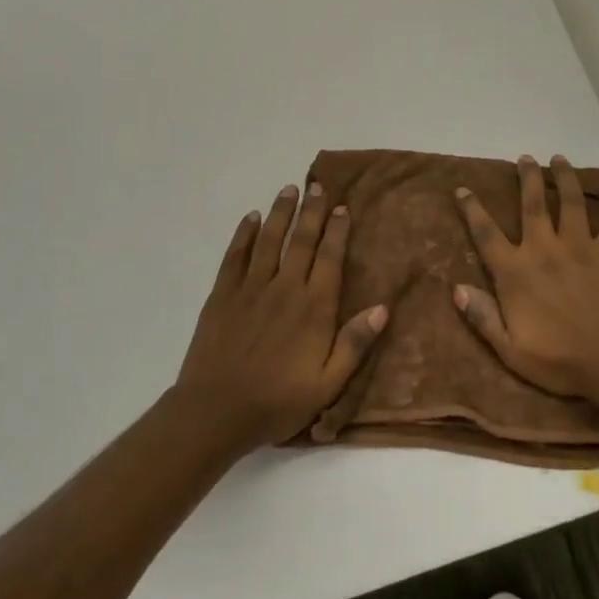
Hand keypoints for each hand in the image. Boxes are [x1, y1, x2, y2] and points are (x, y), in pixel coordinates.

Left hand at [174, 181, 387, 457]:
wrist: (215, 412)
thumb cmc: (277, 401)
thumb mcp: (327, 384)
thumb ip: (355, 344)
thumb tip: (383, 308)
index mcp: (313, 307)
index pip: (329, 257)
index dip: (337, 230)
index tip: (342, 207)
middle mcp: (284, 288)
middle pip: (301, 241)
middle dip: (312, 211)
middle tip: (318, 186)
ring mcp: (250, 289)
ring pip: (269, 240)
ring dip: (280, 213)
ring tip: (288, 189)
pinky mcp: (222, 296)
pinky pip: (235, 256)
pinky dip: (243, 234)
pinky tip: (250, 218)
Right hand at [453, 155, 598, 403]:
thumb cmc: (560, 361)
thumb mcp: (511, 350)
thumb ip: (483, 318)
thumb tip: (456, 289)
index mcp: (516, 273)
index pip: (486, 234)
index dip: (472, 210)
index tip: (462, 189)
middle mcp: (546, 249)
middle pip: (532, 204)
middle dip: (526, 178)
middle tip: (524, 158)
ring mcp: (581, 246)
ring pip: (571, 201)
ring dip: (564, 176)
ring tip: (559, 158)